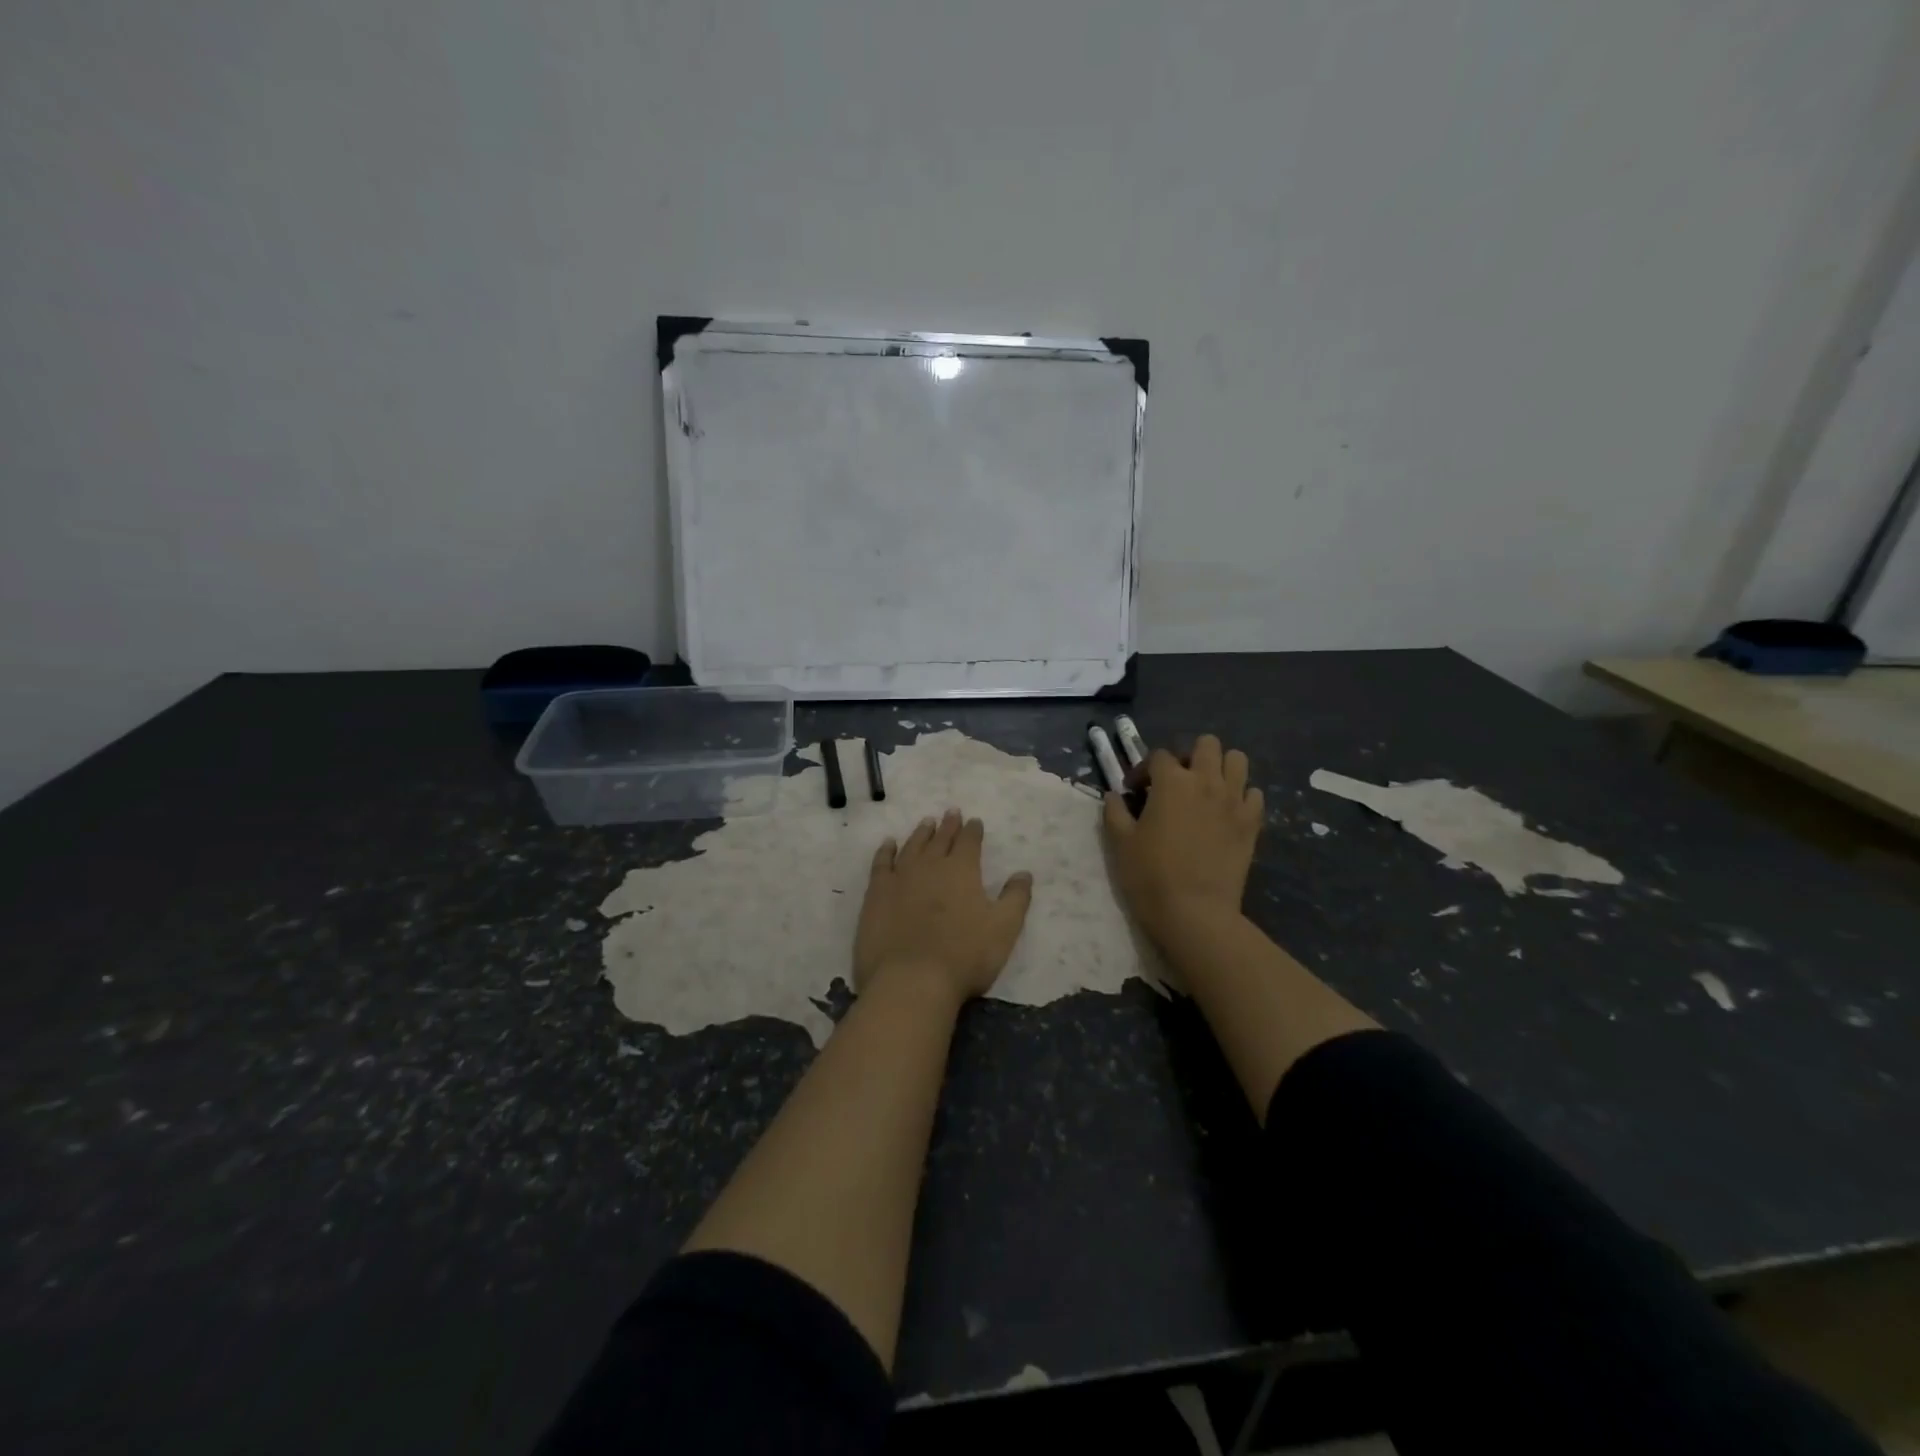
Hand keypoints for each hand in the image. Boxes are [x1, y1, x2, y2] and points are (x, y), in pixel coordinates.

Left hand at [854, 810, 1034, 1007]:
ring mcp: (900, 877)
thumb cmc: (965, 956)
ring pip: (912, 846)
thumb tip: (1024, 873)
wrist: (911, 980)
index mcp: (962, 870)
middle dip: (948, 825)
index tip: (975, 821)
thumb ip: (1016, 898)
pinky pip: (882, 863)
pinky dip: (886, 851)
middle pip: (940, 838)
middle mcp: (931, 865)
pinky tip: (888, 844)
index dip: (973, 830)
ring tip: (927, 822)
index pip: (969, 841)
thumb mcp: (1004, 929)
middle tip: (951, 812)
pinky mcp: (876, 893)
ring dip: (921, 833)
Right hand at [1104, 734, 1263, 944]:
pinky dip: (1241, 796)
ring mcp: (1234, 800)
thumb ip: (1115, 812)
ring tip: (1206, 790)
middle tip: (1176, 782)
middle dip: (1189, 756)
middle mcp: (1206, 781)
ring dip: (1220, 768)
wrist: (1195, 912)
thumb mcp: (1120, 842)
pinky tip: (1226, 813)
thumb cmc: (1150, 875)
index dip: (1144, 770)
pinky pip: (1254, 794)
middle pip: (1206, 744)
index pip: (1159, 756)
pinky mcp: (1252, 822)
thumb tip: (1115, 796)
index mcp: (1171, 781)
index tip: (1135, 792)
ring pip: (1237, 760)